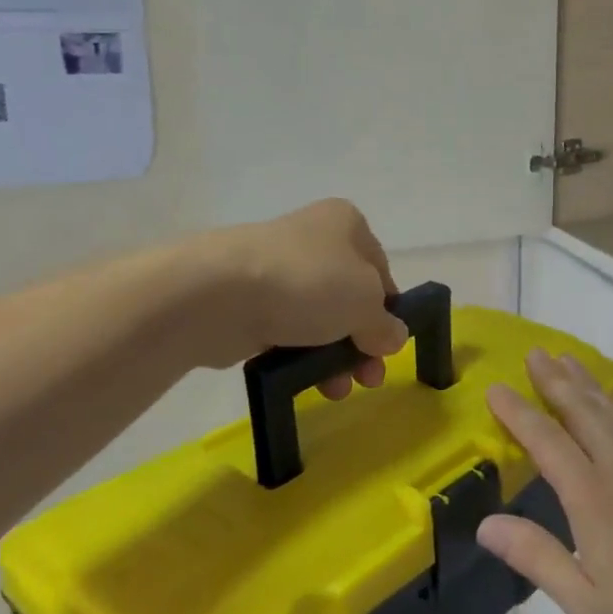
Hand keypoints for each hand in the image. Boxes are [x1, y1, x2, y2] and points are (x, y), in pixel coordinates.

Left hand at [194, 199, 408, 397]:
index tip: (388, 344)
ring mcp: (278, 271)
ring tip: (336, 389)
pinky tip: (307, 383)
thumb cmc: (308, 283)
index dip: (389, 310)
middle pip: (350, 298)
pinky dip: (300, 356)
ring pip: (319, 319)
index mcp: (346, 224)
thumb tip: (393, 337)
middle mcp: (313, 240)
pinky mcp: (249, 302)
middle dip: (362, 342)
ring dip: (335, 357)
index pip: (380, 269)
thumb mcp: (365, 302)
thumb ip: (386, 324)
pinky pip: (286, 332)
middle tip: (368, 378)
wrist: (219, 294)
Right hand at [478, 350, 612, 613]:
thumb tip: (485, 524)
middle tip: (535, 352)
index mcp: (594, 497)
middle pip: (583, 410)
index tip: (495, 387)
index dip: (518, 412)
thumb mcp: (585, 604)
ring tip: (568, 363)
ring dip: (588, 384)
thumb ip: (535, 556)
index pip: (547, 440)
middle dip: (555, 379)